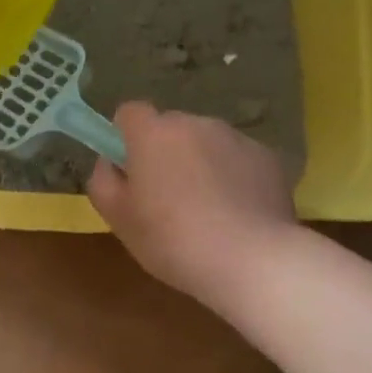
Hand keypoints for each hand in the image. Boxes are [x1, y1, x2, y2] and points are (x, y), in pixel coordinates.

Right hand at [87, 101, 295, 305]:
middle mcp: (195, 124)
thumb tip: (110, 162)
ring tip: (207, 210)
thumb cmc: (173, 240)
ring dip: (200, 163)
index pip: (130, 111)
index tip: (130, 168)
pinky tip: (237, 214)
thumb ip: (103, 181)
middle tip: (166, 197)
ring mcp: (236, 138)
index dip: (125, 135)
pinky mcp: (268, 158)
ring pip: (206, 143)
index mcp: (153, 134)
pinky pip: (238, 160)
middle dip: (165, 152)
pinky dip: (233, 177)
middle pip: (170, 127)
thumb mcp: (119, 219)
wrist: (252, 260)